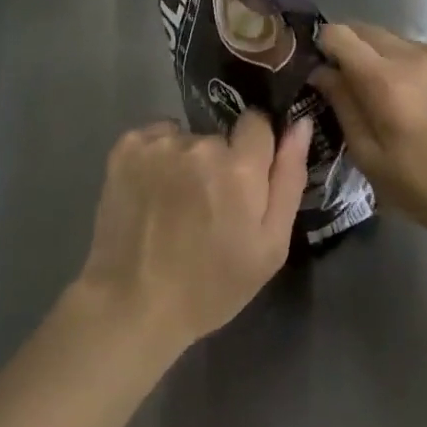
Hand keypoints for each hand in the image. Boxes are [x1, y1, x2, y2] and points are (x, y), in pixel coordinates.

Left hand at [76, 113, 311, 355]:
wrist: (133, 304)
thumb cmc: (211, 285)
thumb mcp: (269, 247)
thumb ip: (289, 178)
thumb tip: (299, 123)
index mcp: (239, 168)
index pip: (258, 122)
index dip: (254, 150)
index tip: (244, 180)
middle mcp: (200, 143)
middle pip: (220, 136)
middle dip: (219, 163)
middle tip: (207, 207)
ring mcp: (159, 142)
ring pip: (186, 138)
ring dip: (186, 161)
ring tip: (174, 205)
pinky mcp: (127, 145)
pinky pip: (155, 137)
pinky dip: (156, 158)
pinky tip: (151, 193)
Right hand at [313, 22, 426, 259]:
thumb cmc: (426, 190)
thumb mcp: (371, 157)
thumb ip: (342, 105)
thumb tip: (320, 71)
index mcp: (387, 82)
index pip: (339, 35)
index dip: (321, 45)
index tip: (316, 68)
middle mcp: (412, 56)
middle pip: (362, 29)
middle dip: (345, 47)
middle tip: (341, 81)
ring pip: (386, 37)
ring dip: (371, 53)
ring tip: (375, 90)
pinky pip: (411, 48)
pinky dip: (397, 60)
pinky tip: (406, 94)